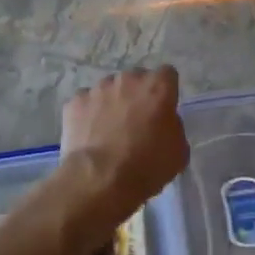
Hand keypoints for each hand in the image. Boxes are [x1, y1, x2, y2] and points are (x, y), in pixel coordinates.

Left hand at [59, 66, 189, 218]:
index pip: (167, 75)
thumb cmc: (147, 166)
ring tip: (108, 130)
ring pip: (109, 89)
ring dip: (111, 102)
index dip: (165, 91)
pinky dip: (88, 114)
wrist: (100, 179)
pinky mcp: (75, 101)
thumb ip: (173, 126)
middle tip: (136, 121)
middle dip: (137, 94)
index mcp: (157, 87)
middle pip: (136, 79)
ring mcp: (98, 88)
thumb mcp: (179, 151)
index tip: (162, 109)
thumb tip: (164, 122)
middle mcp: (128, 79)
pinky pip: (86, 102)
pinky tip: (89, 134)